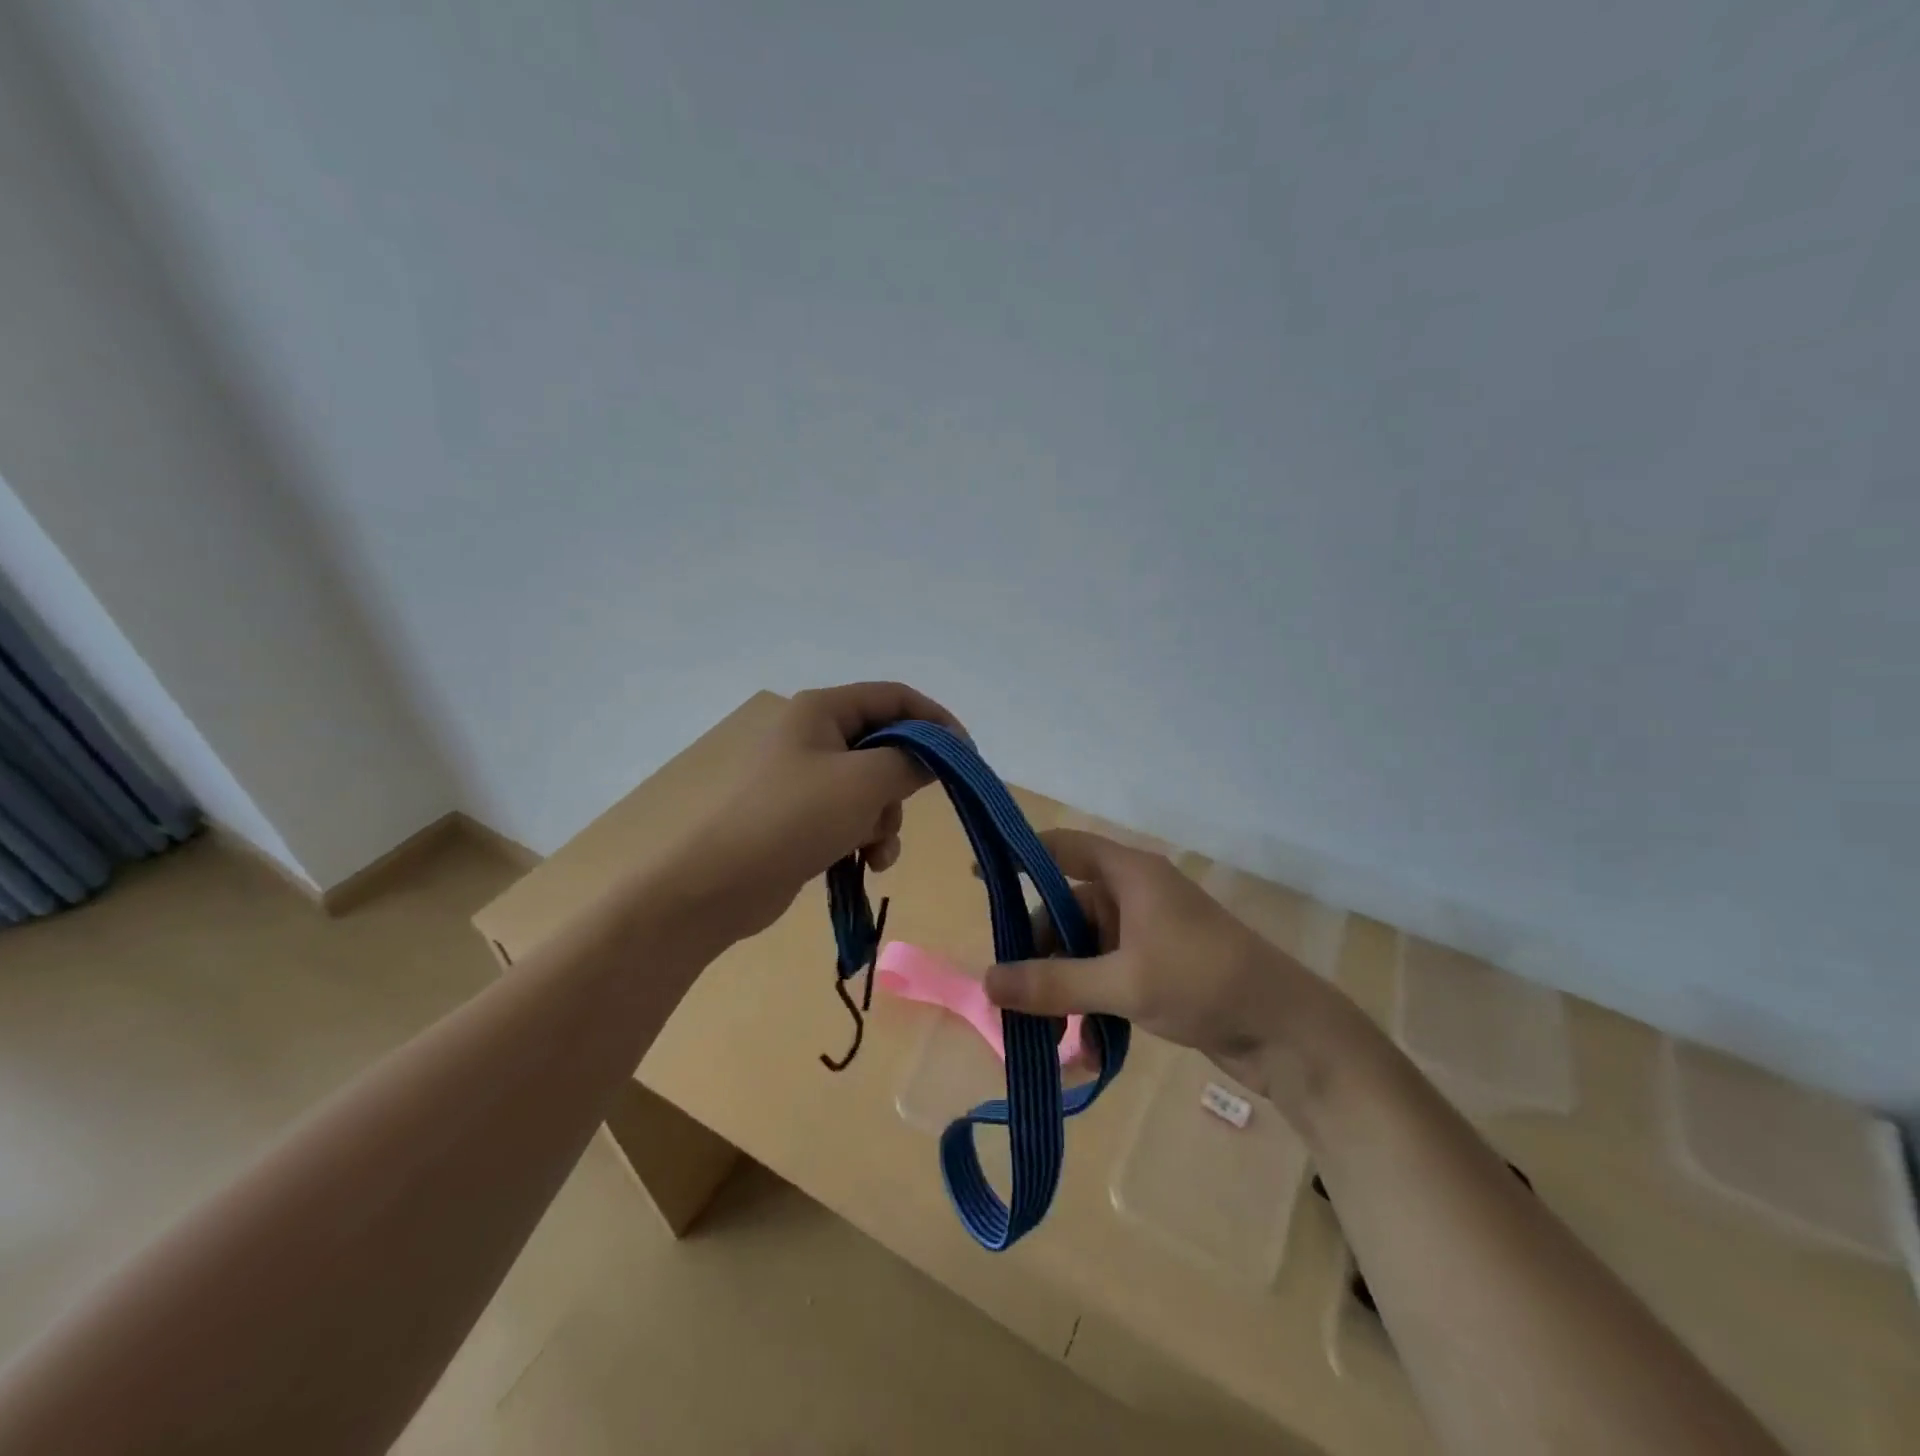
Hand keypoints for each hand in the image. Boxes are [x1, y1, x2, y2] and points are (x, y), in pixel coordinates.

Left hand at [683, 682, 963, 939]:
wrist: (716, 885)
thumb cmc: (792, 818)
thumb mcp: (864, 783)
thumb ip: (911, 762)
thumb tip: (939, 755)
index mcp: (823, 710)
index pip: (894, 697)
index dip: (935, 720)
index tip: (965, 755)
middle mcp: (814, 736)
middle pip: (885, 745)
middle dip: (903, 783)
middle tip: (909, 807)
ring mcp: (805, 779)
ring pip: (872, 787)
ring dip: (885, 820)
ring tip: (875, 849)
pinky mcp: (802, 818)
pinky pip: (852, 817)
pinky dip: (865, 837)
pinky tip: (864, 863)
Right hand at [983, 829, 1343, 1104]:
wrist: (1288, 1031)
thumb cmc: (1203, 981)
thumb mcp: (1122, 983)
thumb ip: (1053, 984)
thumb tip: (986, 983)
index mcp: (1129, 875)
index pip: (1063, 847)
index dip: (1020, 857)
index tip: (979, 878)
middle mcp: (1135, 896)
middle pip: (1066, 910)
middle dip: (1040, 954)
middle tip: (1014, 996)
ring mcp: (1147, 934)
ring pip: (1084, 951)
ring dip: (1065, 991)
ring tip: (1050, 1037)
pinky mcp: (1157, 968)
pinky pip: (1107, 978)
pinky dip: (1092, 1006)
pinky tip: (1085, 1050)